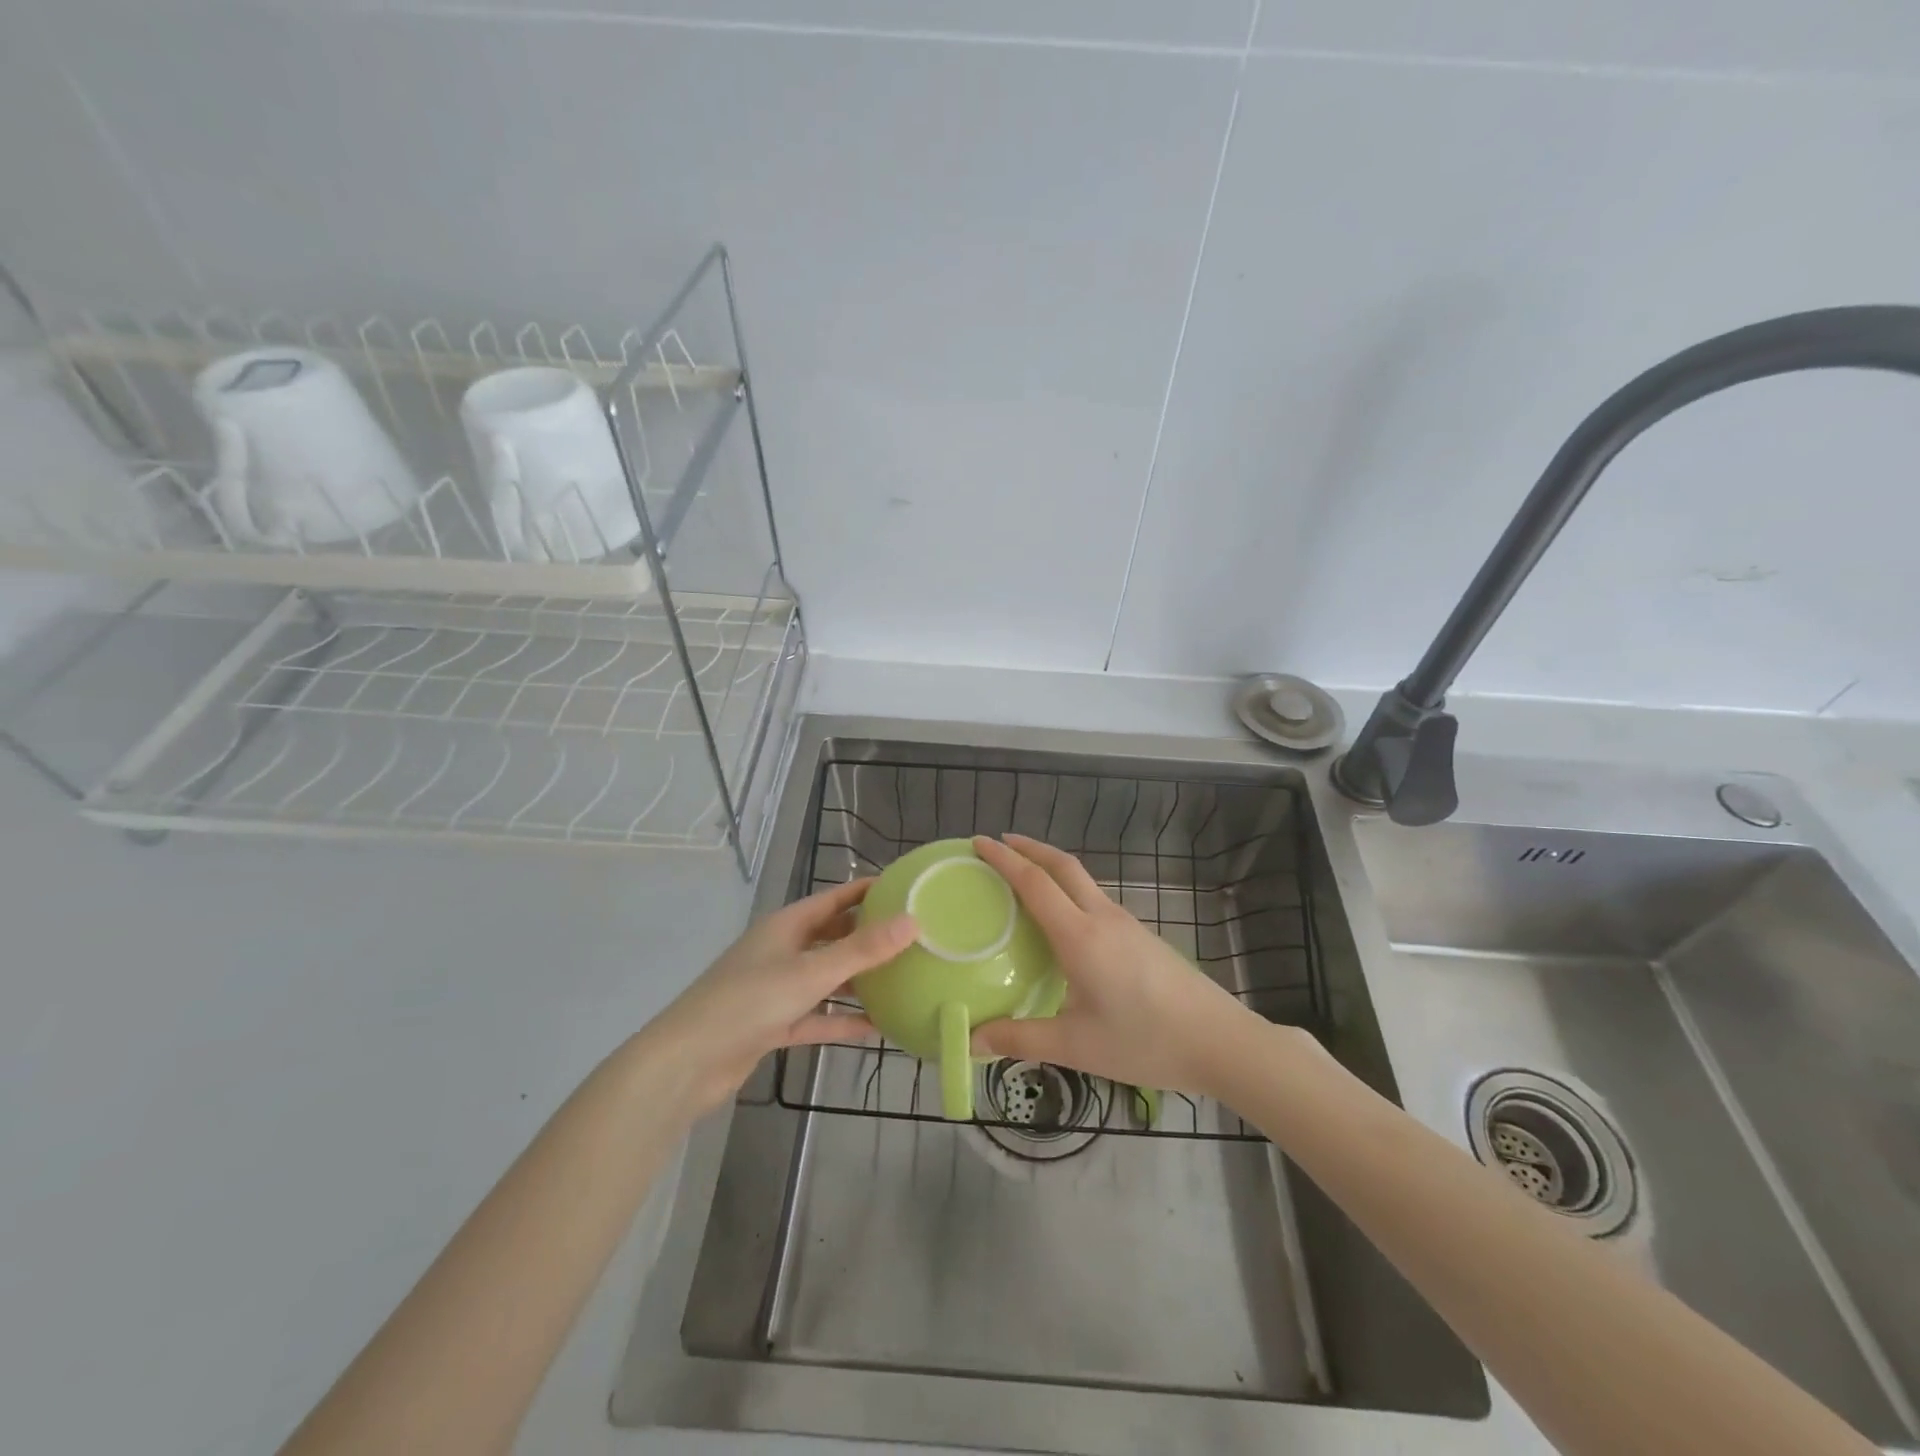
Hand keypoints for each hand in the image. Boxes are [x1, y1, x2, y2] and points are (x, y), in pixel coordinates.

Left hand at [643, 878, 915, 1115]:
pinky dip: (841, 1019)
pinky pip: (816, 1016)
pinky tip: (876, 1027)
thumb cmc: (749, 1002)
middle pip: (832, 936)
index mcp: (787, 926)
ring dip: (858, 980)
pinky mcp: (773, 1024)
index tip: (907, 889)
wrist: (687, 1063)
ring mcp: (776, 989)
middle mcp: (782, 951)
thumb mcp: (811, 973)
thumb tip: (913, 921)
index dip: (868, 891)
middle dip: (869, 936)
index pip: (835, 898)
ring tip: (902, 980)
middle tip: (913, 937)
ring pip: (826, 977)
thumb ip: (862, 950)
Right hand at [969, 834, 1263, 1098]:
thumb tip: (972, 1040)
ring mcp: (1126, 924)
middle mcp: (1102, 918)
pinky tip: (1064, 921)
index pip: (1034, 883)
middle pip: (1063, 866)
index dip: (1004, 859)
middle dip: (1029, 848)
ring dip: (1051, 868)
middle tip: (999, 845)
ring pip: (1083, 880)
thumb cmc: (1145, 1041)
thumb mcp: (1076, 1046)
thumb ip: (1021, 1039)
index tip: (979, 842)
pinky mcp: (1141, 936)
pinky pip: (1096, 900)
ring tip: (1025, 879)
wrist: (1220, 1041)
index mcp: (1080, 936)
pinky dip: (1070, 891)